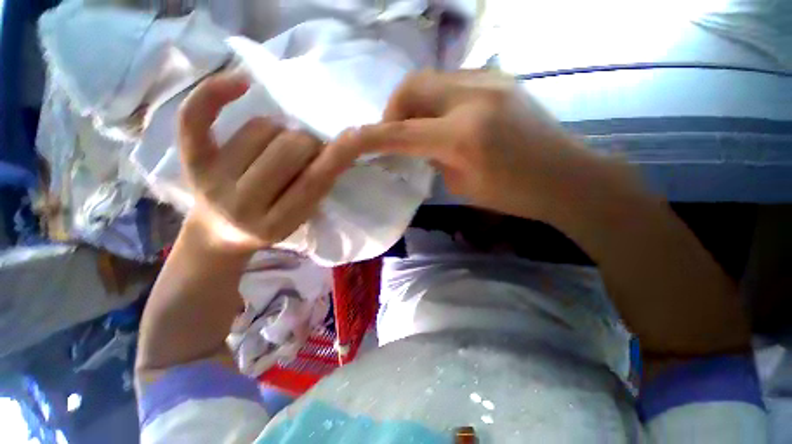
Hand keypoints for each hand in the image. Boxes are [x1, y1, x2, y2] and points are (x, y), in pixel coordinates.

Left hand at [178, 73, 360, 251]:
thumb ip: (316, 188)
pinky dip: (216, 93)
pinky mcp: (190, 160)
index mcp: (276, 223)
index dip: (339, 153)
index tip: (358, 135)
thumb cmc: (269, 225)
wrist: (220, 235)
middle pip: (289, 149)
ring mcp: (211, 180)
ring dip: (281, 131)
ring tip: (279, 145)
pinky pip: (196, 118)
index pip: (314, 181)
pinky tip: (241, 83)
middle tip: (309, 150)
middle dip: (308, 144)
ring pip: (261, 130)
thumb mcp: (300, 218)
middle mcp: (242, 204)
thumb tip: (333, 149)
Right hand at [349, 70, 636, 224]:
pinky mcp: (501, 79)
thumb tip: (422, 144)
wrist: (565, 177)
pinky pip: (453, 81)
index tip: (353, 140)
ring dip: (416, 104)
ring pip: (431, 78)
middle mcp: (473, 98)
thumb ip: (435, 159)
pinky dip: (438, 100)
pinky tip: (447, 120)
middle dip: (393, 109)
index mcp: (463, 136)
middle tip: (396, 133)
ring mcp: (490, 81)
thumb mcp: (462, 185)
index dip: (371, 136)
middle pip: (412, 85)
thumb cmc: (514, 194)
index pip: (402, 132)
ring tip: (421, 128)